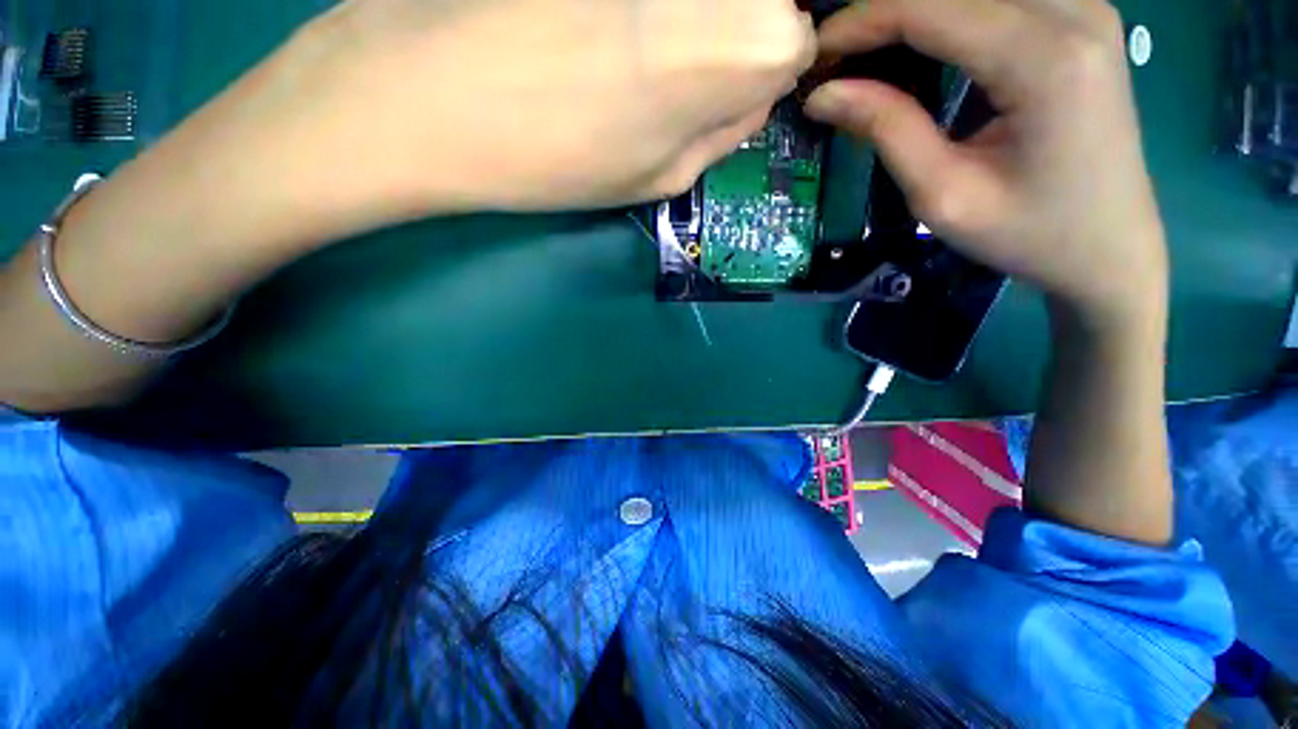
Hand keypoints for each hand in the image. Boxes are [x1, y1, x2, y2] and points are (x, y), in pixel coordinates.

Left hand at [254, 0, 814, 222]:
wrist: (431, 93)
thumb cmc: (556, 158)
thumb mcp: (658, 179)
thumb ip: (721, 133)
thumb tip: (752, 97)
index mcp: (743, 44)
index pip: (794, 40)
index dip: (759, 70)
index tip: (717, 93)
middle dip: (730, 34)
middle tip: (666, 71)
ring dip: (684, 17)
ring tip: (616, 45)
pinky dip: (637, 11)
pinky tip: (589, 29)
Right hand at [803, 0, 1166, 329]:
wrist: (1108, 245)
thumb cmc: (1027, 233)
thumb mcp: (943, 196)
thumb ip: (886, 131)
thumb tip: (824, 94)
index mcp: (1045, 60)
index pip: (931, 8)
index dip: (861, 23)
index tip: (814, 54)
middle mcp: (1073, 12)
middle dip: (883, 12)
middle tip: (835, 59)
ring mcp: (1083, 8)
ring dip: (913, 10)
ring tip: (867, 52)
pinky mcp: (1080, 18)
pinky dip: (946, 12)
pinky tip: (917, 43)